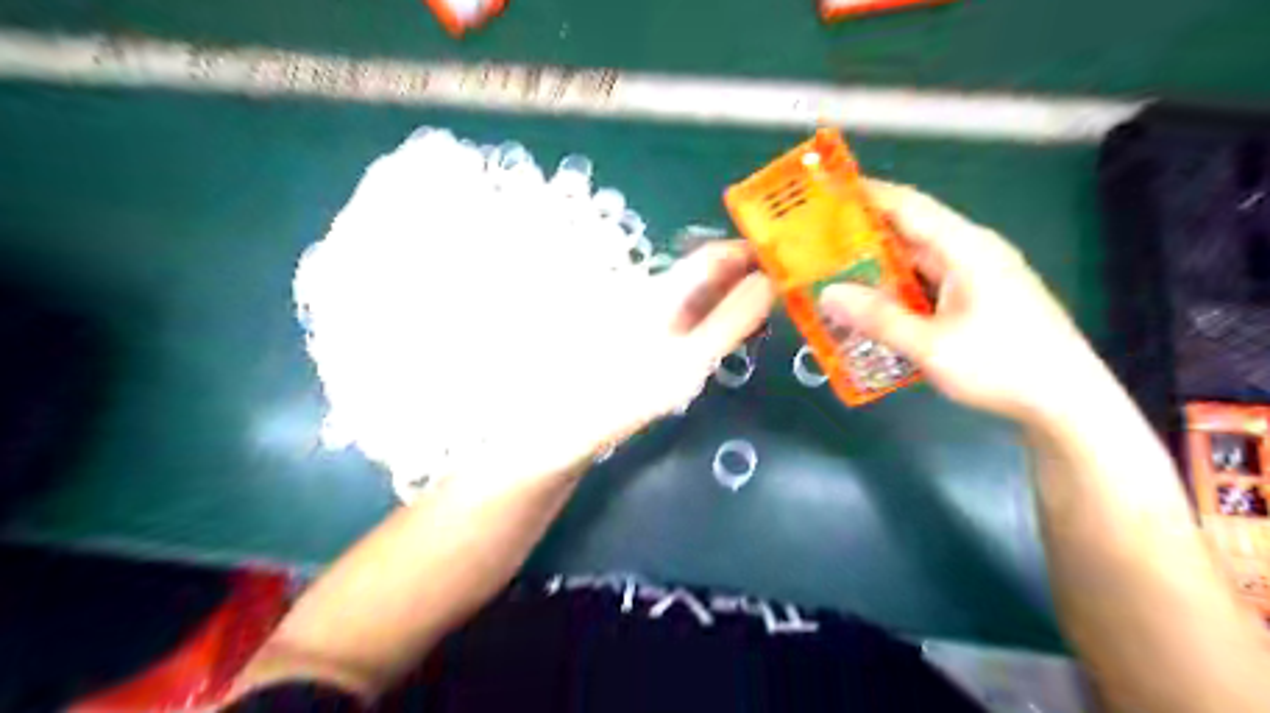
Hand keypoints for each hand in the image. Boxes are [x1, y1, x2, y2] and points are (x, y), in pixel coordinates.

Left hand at [590, 240, 779, 451]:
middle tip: (785, 293)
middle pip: (709, 272)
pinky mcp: (654, 332)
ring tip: (766, 315)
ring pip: (703, 293)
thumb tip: (768, 281)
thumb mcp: (692, 358)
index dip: (750, 253)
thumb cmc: (637, 388)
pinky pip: (693, 314)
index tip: (787, 263)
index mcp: (668, 289)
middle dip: (747, 276)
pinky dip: (718, 318)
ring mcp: (655, 312)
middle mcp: (661, 291)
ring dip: (735, 298)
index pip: (715, 255)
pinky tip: (731, 334)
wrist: (585, 417)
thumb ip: (731, 320)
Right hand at [820, 182, 1107, 421]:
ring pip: (917, 262)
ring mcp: (978, 277)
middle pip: (910, 232)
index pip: (909, 206)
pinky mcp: (979, 300)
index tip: (828, 191)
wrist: (1067, 402)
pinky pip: (928, 285)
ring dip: (879, 268)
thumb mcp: (931, 346)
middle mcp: (972, 253)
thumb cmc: (1002, 365)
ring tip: (835, 276)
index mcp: (966, 249)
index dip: (867, 195)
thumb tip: (827, 295)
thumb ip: (878, 319)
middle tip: (817, 244)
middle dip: (864, 235)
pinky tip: (874, 308)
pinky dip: (898, 291)